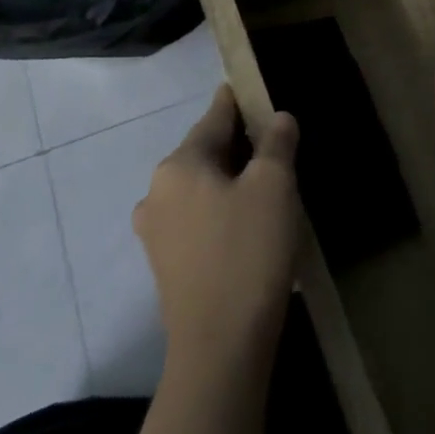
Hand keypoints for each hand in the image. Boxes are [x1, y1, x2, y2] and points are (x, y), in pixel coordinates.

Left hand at [134, 86, 301, 379]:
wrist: (221, 345)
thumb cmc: (248, 251)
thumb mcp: (275, 186)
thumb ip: (277, 143)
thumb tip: (278, 118)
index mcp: (179, 165)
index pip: (214, 118)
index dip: (237, 102)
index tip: (250, 88)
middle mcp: (157, 192)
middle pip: (205, 152)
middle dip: (239, 145)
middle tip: (276, 143)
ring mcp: (156, 232)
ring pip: (201, 187)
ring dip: (231, 179)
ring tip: (268, 184)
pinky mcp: (165, 264)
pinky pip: (197, 218)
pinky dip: (221, 209)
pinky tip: (248, 222)